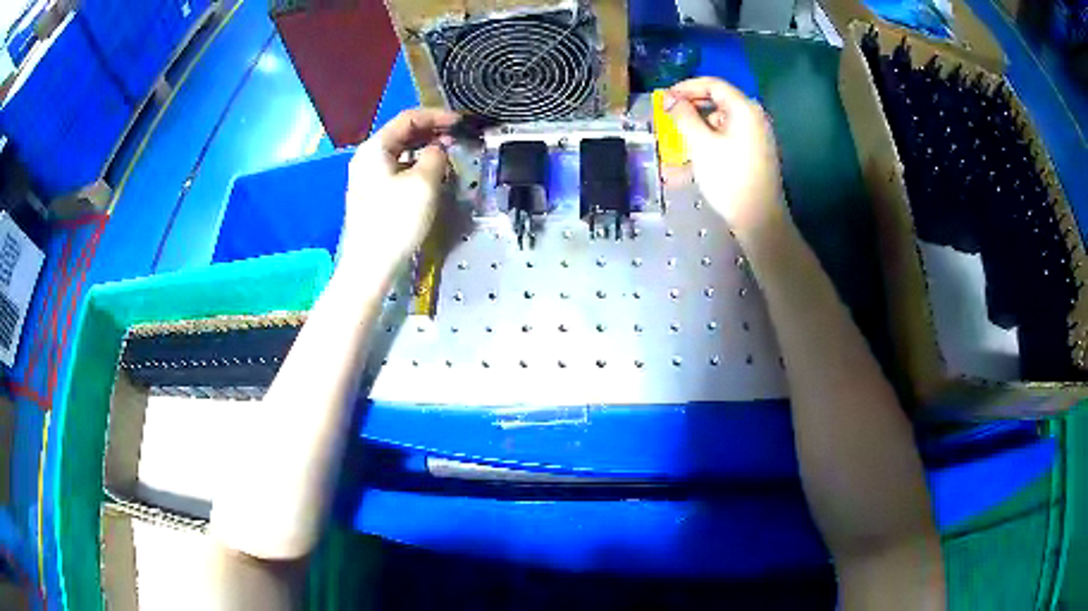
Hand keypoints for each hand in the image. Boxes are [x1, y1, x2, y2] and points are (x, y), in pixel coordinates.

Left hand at [341, 108, 459, 267]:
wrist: (370, 265)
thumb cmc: (396, 221)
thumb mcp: (424, 183)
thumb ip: (436, 156)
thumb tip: (439, 149)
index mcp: (375, 148)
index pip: (408, 118)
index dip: (437, 116)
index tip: (461, 123)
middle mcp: (367, 157)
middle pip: (402, 133)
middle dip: (431, 131)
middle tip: (457, 137)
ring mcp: (367, 177)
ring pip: (400, 152)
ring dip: (424, 148)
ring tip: (447, 154)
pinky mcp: (372, 194)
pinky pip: (396, 169)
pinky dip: (415, 165)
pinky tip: (430, 174)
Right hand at [665, 77, 784, 237]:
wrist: (759, 218)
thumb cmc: (729, 176)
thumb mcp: (700, 144)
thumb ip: (683, 115)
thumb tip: (669, 97)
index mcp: (744, 108)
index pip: (713, 84)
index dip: (686, 87)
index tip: (664, 98)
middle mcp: (752, 118)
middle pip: (716, 103)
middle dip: (689, 110)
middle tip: (667, 118)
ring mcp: (754, 137)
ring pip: (718, 125)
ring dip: (694, 132)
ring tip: (673, 145)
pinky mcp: (752, 155)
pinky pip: (725, 142)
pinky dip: (706, 147)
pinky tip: (686, 167)